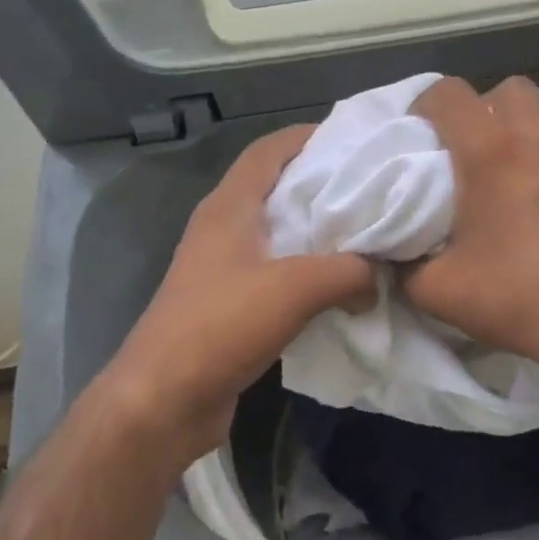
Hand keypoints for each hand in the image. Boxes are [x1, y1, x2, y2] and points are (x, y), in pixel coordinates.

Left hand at [99, 125, 371, 463]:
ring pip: (281, 232)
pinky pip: (279, 271)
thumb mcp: (294, 289)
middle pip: (278, 187)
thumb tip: (377, 278)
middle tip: (374, 187)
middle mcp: (224, 228)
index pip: (269, 150)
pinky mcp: (231, 303)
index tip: (356, 140)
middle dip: (323, 183)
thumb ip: (348, 272)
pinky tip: (343, 285)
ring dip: (319, 231)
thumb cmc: (220, 327)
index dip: (308, 136)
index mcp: (230, 207)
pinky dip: (311, 270)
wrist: (161, 403)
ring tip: (367, 233)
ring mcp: (225, 267)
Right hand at [404, 76, 538, 382]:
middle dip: (490, 107)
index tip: (425, 132)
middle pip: (512, 89)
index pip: (450, 93)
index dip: (429, 104)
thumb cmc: (516, 299)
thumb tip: (397, 255)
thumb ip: (405, 265)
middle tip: (481, 148)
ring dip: (537, 132)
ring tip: (530, 170)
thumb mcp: (437, 291)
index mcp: (490, 154)